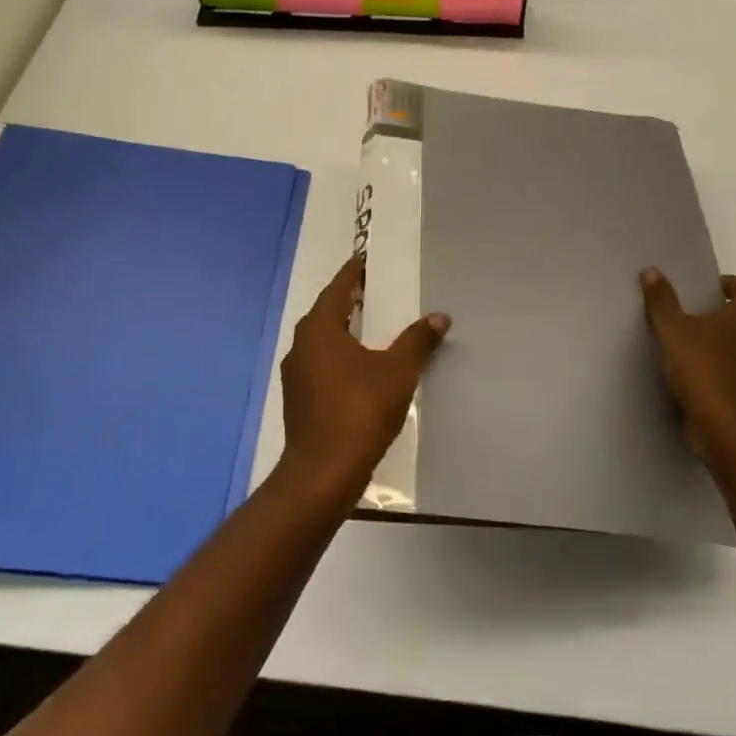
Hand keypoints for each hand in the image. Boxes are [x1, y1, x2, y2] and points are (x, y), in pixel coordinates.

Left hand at [277, 255, 449, 504]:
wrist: (322, 474)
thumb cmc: (359, 411)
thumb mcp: (398, 371)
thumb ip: (418, 341)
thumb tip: (439, 316)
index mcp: (319, 329)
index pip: (338, 288)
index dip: (353, 274)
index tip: (366, 260)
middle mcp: (301, 346)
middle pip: (327, 312)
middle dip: (349, 301)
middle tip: (375, 290)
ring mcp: (296, 376)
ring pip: (322, 341)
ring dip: (344, 330)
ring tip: (371, 327)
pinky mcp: (299, 401)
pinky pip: (321, 365)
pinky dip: (339, 357)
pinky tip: (360, 368)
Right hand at [640, 267, 735, 469]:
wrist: (729, 434)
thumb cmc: (704, 373)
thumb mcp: (673, 332)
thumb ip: (661, 301)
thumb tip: (652, 271)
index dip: (732, 284)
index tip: (707, 290)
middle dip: (718, 316)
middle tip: (687, 318)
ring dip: (717, 345)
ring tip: (684, 349)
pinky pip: (734, 375)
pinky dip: (717, 372)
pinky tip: (690, 379)